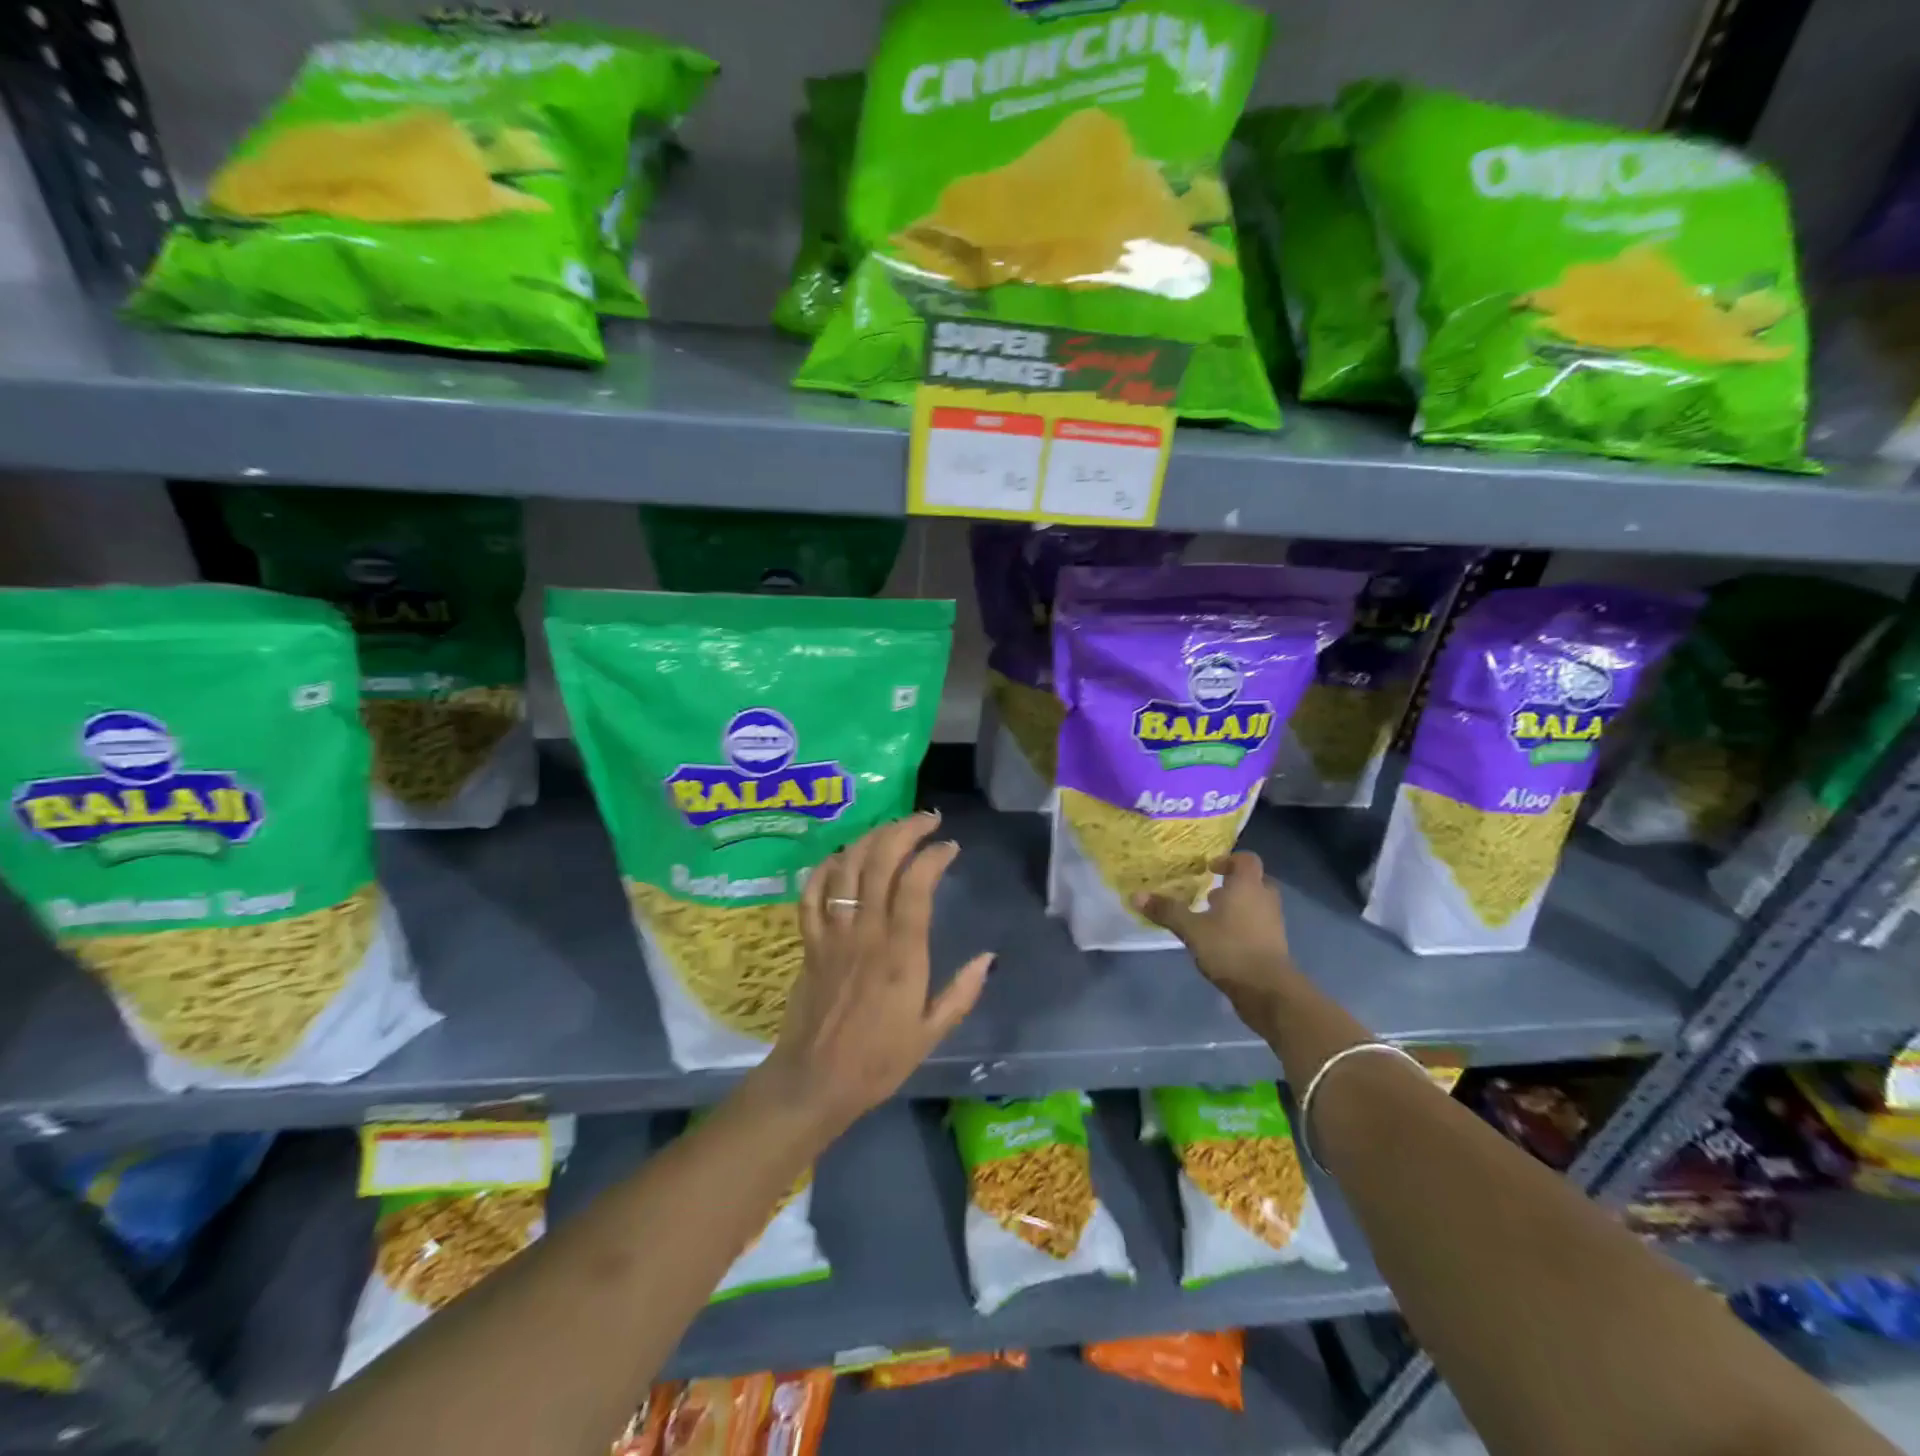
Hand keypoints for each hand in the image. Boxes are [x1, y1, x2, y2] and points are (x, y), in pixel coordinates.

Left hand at [755, 812, 992, 1137]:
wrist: (814, 1081)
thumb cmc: (878, 1060)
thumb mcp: (931, 1033)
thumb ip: (962, 992)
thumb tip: (989, 957)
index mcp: (900, 954)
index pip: (916, 885)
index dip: (933, 855)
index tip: (950, 846)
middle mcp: (866, 933)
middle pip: (879, 863)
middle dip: (903, 831)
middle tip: (926, 821)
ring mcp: (832, 934)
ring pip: (846, 869)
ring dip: (870, 839)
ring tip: (891, 829)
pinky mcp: (809, 942)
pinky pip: (811, 894)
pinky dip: (826, 868)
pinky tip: (842, 856)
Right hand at [1135, 852, 1297, 1019]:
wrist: (1268, 990)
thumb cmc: (1230, 948)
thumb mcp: (1192, 929)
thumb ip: (1167, 910)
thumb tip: (1135, 895)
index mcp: (1247, 886)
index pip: (1246, 859)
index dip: (1229, 860)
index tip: (1209, 869)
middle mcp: (1265, 899)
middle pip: (1255, 881)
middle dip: (1234, 885)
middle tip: (1211, 892)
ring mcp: (1274, 923)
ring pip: (1257, 904)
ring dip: (1238, 906)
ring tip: (1212, 917)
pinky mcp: (1275, 945)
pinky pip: (1259, 925)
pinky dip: (1243, 926)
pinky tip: (1222, 940)